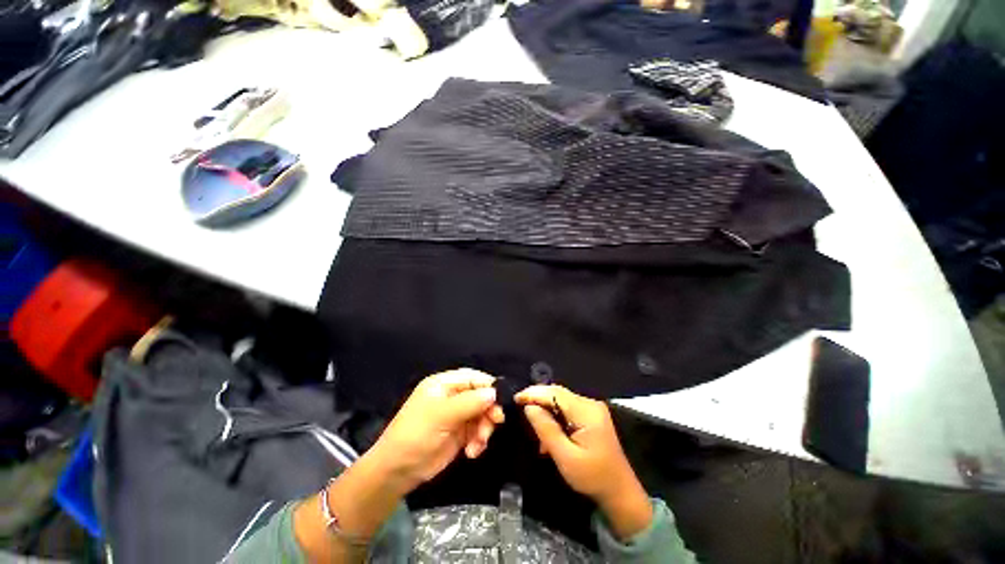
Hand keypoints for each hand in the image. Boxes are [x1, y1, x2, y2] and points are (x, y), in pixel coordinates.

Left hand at [369, 369, 504, 493]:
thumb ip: (469, 403)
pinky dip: (479, 441)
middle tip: (496, 422)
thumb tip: (494, 393)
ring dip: (484, 428)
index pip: (472, 378)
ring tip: (479, 443)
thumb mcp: (442, 416)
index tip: (502, 400)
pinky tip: (472, 452)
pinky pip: (477, 431)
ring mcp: (456, 415)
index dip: (488, 386)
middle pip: (480, 396)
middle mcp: (452, 396)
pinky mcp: (459, 434)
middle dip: (488, 410)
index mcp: (444, 384)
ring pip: (481, 414)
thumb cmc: (416, 435)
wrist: (396, 472)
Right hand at [515, 385, 652, 539]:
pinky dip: (555, 416)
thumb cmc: (592, 477)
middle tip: (520, 408)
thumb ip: (546, 429)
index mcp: (587, 412)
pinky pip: (567, 408)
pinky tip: (549, 433)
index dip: (534, 393)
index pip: (555, 393)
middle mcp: (590, 404)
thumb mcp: (565, 457)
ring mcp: (592, 408)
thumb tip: (529, 407)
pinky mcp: (591, 415)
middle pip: (558, 394)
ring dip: (546, 409)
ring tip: (534, 426)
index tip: (516, 398)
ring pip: (561, 400)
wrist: (619, 491)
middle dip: (538, 399)